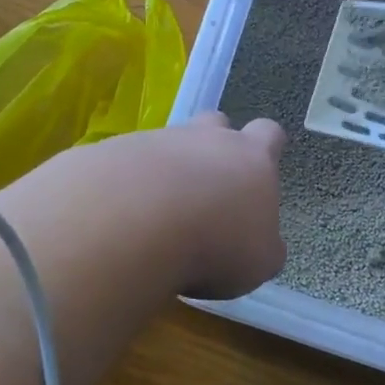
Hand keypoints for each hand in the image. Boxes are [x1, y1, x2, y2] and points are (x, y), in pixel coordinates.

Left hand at [106, 111, 286, 299]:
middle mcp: (207, 138)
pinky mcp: (115, 151)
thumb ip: (263, 246)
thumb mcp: (259, 261)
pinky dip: (129, 185)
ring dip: (168, 169)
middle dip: (214, 147)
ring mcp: (159, 140)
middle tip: (208, 188)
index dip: (266, 149)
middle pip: (216, 123)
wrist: (137, 221)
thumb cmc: (216, 243)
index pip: (268, 135)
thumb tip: (261, 243)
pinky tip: (123, 217)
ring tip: (159, 213)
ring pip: (169, 142)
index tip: (257, 173)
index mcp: (252, 158)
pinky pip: (128, 162)